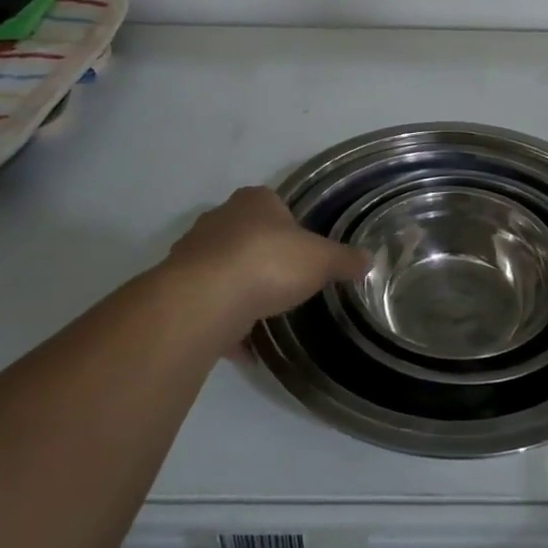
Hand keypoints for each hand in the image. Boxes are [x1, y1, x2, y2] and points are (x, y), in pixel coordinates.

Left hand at [160, 187, 367, 341]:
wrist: (205, 300)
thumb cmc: (269, 263)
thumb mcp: (321, 261)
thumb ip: (344, 259)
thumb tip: (369, 258)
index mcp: (255, 201)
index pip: (274, 204)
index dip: (290, 226)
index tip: (302, 252)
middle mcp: (219, 218)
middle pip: (246, 235)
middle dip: (263, 257)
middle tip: (285, 282)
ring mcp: (194, 252)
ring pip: (224, 269)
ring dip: (240, 289)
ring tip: (264, 315)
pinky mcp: (179, 287)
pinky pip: (209, 304)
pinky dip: (225, 322)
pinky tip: (243, 347)